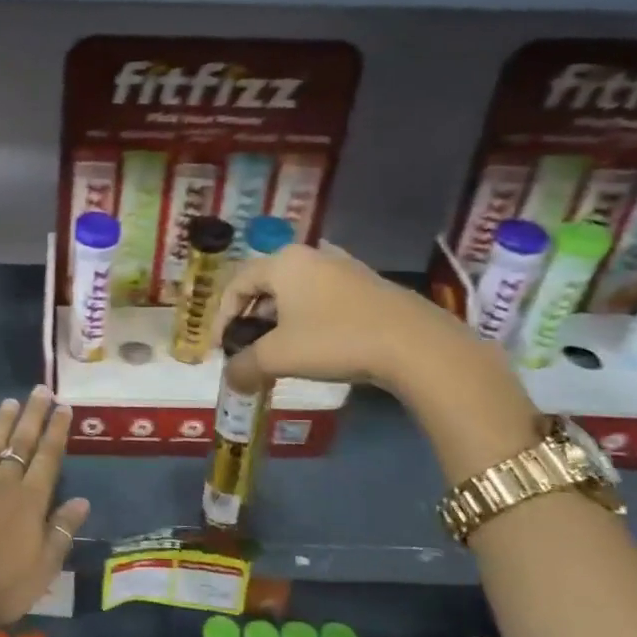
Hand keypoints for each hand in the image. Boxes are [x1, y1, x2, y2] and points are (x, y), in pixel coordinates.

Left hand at [0, 386, 89, 635]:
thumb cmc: (6, 585)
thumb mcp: (45, 565)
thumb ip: (62, 529)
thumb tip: (82, 500)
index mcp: (30, 500)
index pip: (48, 456)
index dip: (56, 430)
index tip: (64, 407)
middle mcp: (3, 484)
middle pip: (20, 443)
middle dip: (33, 415)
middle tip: (40, 390)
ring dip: (1, 423)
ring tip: (10, 402)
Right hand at [213, 243, 479, 394]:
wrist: (416, 345)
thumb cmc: (334, 340)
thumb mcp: (278, 357)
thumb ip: (244, 367)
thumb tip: (230, 381)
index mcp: (283, 262)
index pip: (236, 283)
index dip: (221, 317)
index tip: (221, 348)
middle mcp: (311, 256)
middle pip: (266, 285)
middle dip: (250, 319)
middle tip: (247, 348)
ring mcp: (344, 268)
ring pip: (296, 292)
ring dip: (279, 321)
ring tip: (279, 351)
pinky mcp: (369, 286)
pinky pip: (323, 299)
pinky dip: (308, 320)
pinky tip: (315, 346)